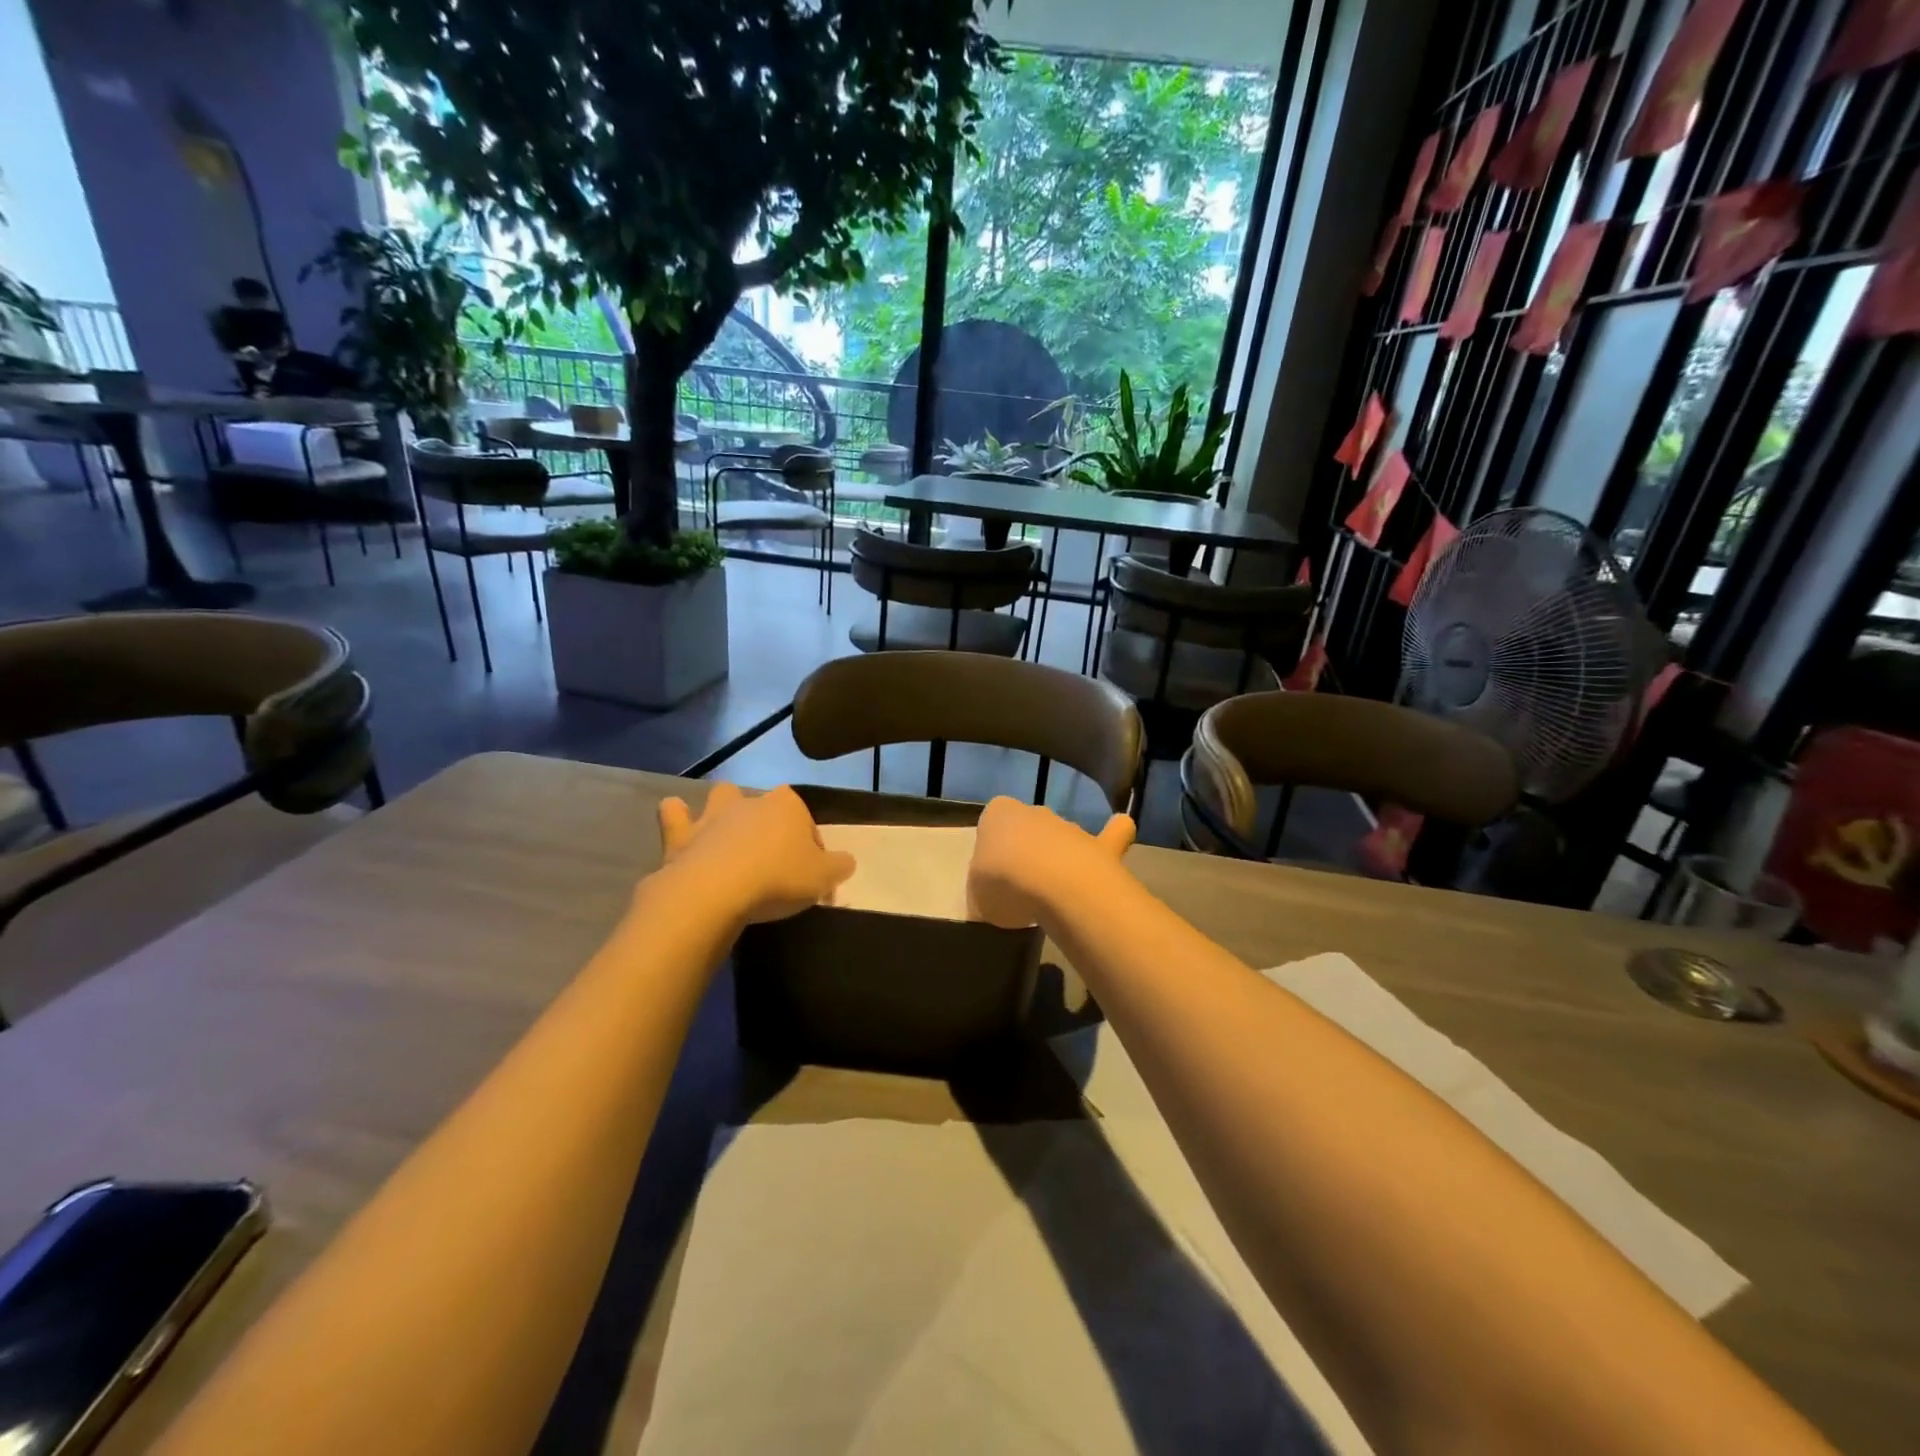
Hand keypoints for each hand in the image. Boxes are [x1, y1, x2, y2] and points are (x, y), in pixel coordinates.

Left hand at [656, 783, 854, 923]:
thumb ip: (839, 866)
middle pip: (767, 806)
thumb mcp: (823, 878)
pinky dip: (677, 817)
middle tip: (771, 858)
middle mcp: (751, 801)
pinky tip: (682, 829)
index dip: (812, 847)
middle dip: (769, 822)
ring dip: (725, 808)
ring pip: (723, 795)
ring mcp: (713, 815)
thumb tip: (845, 861)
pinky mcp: (681, 834)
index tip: (809, 874)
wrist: (715, 891)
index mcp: (788, 806)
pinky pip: (674, 814)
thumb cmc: (777, 879)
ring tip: (729, 834)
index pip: (808, 823)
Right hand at [968, 796, 1134, 929]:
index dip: (991, 847)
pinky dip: (1115, 835)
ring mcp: (1070, 827)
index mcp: (998, 814)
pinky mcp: (1101, 844)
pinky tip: (1118, 842)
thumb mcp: (975, 897)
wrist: (1056, 887)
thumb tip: (993, 898)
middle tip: (1021, 887)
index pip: (991, 822)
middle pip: (1028, 828)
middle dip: (1026, 850)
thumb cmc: (1004, 884)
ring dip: (1059, 857)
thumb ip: (983, 891)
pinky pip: (1112, 834)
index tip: (991, 874)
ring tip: (1055, 893)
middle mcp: (1034, 812)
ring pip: (1062, 836)